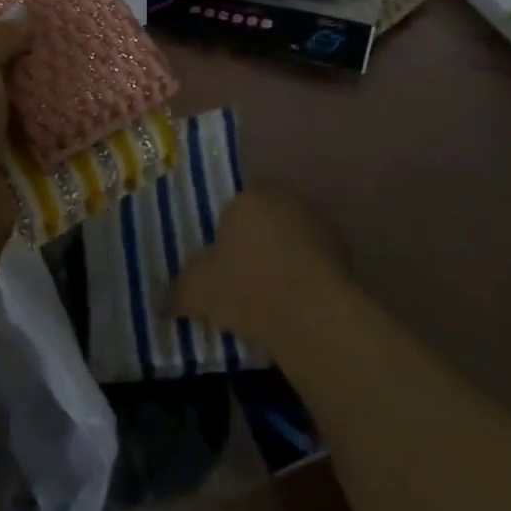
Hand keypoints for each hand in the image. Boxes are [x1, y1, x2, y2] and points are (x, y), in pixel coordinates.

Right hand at [169, 191, 352, 347]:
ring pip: (291, 243)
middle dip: (254, 249)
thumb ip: (178, 291)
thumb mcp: (196, 290)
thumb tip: (164, 303)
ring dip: (283, 265)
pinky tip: (295, 311)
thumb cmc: (246, 287)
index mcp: (249, 197)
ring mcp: (320, 226)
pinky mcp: (346, 256)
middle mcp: (286, 200)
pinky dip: (305, 283)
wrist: (312, 313)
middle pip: (263, 224)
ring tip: (269, 304)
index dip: (223, 240)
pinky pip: (314, 266)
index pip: (231, 211)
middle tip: (241, 286)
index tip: (218, 270)